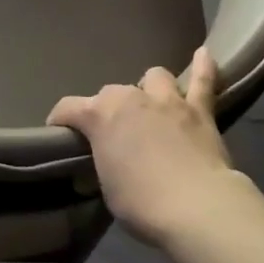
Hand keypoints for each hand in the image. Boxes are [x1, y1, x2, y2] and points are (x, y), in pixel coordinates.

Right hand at [47, 47, 243, 246]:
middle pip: (111, 93)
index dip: (60, 121)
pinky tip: (203, 55)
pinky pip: (203, 81)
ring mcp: (167, 100)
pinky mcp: (199, 110)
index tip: (60, 134)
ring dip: (149, 89)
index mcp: (100, 116)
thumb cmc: (141, 203)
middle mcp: (130, 98)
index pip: (67, 108)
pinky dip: (203, 68)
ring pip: (154, 77)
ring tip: (151, 106)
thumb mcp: (107, 189)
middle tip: (115, 135)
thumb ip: (102, 166)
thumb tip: (97, 170)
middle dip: (109, 110)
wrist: (196, 207)